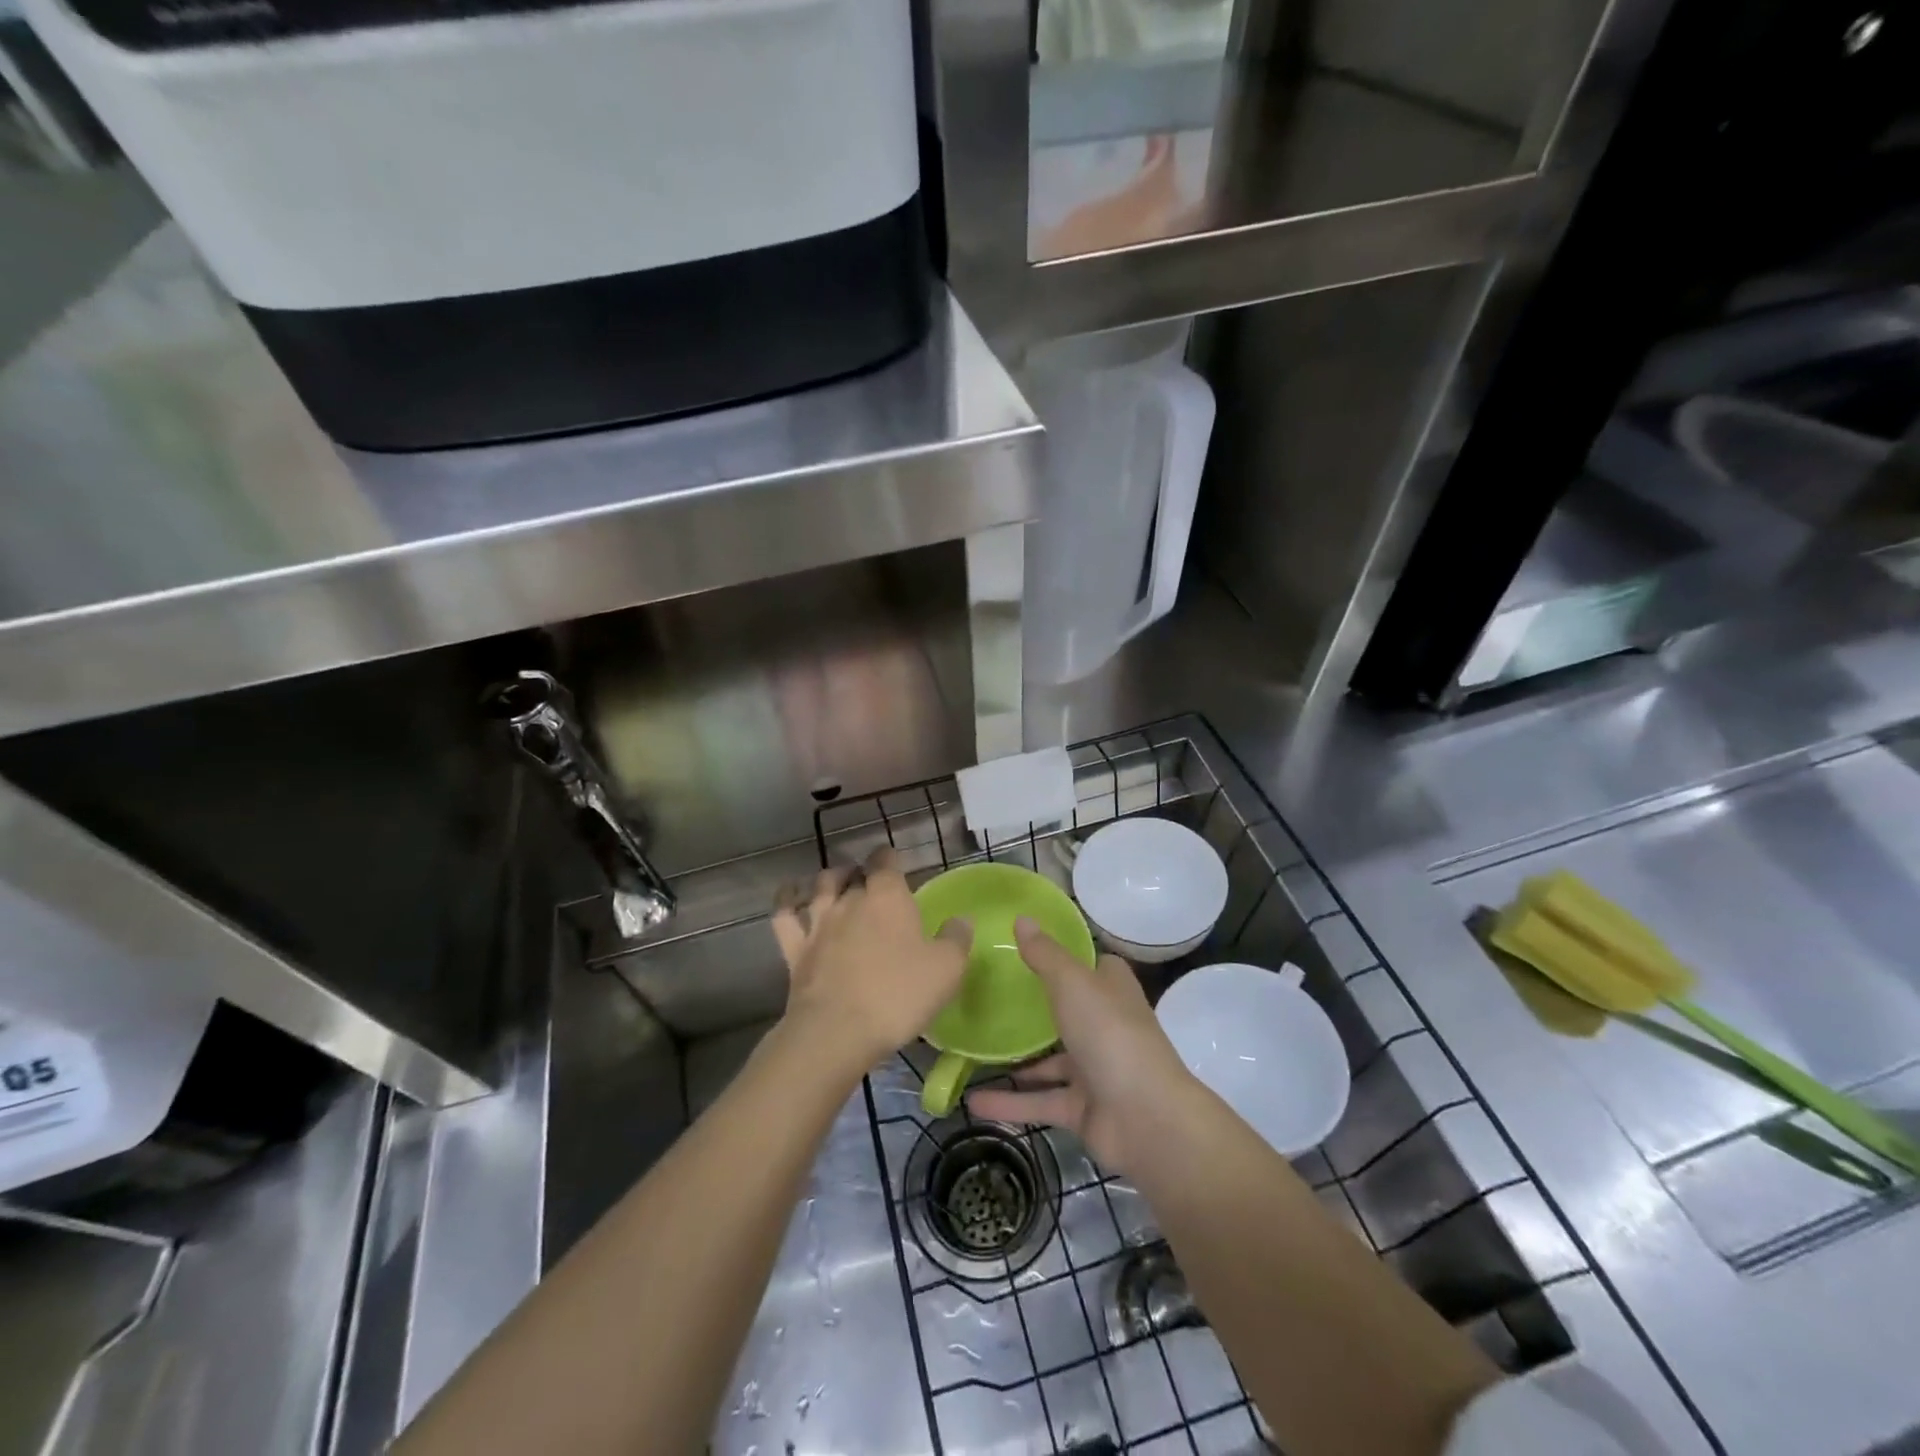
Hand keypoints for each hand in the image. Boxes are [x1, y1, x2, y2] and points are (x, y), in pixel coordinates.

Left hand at [772, 849, 969, 1075]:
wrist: (838, 1031)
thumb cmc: (898, 995)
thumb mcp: (946, 969)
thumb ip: (956, 939)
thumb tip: (962, 919)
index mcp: (888, 898)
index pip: (886, 862)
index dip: (890, 858)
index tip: (894, 861)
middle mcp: (850, 901)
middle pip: (854, 873)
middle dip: (862, 872)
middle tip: (871, 881)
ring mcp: (818, 924)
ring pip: (820, 886)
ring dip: (829, 879)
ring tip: (836, 881)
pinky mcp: (795, 949)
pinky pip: (784, 915)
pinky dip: (787, 900)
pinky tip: (791, 897)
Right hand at [968, 918, 1197, 1171]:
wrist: (1146, 1119)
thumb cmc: (1110, 1034)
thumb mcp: (1072, 984)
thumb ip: (1045, 955)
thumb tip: (1022, 918)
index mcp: (1111, 989)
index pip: (1090, 965)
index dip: (1064, 955)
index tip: (1024, 949)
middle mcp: (1105, 1025)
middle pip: (1067, 1010)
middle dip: (1034, 1007)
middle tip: (988, 996)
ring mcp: (1095, 1068)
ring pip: (1049, 1061)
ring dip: (1016, 1061)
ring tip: (971, 1051)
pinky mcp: (1082, 1108)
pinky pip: (1040, 1100)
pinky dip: (1010, 1102)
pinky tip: (973, 1101)